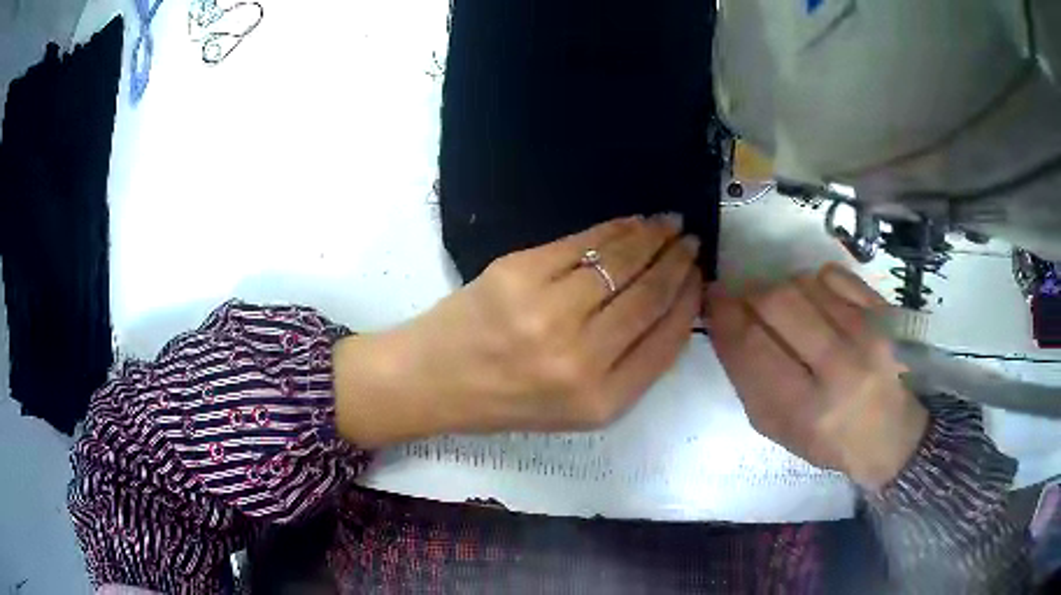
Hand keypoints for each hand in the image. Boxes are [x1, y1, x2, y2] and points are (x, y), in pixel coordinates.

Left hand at [335, 215, 702, 446]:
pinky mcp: (519, 273)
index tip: (699, 277)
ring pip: (621, 261)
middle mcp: (581, 359)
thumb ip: (630, 366)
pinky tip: (632, 222)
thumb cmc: (507, 401)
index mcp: (601, 401)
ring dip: (653, 237)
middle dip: (679, 262)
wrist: (434, 380)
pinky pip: (584, 242)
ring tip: (669, 225)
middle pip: (649, 295)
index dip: (689, 301)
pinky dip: (615, 228)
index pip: (667, 339)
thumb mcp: (578, 408)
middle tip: (692, 241)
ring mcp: (548, 312)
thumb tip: (672, 304)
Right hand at [705, 264, 928, 490]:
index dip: (725, 314)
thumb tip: (725, 319)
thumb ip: (748, 376)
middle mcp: (841, 368)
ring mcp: (868, 334)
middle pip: (778, 302)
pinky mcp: (883, 312)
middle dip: (751, 295)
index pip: (753, 347)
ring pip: (803, 283)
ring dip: (782, 290)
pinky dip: (813, 282)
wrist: (890, 435)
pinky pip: (832, 275)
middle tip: (747, 303)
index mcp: (806, 410)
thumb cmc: (826, 439)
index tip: (712, 297)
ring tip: (787, 311)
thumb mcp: (777, 426)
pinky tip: (817, 303)